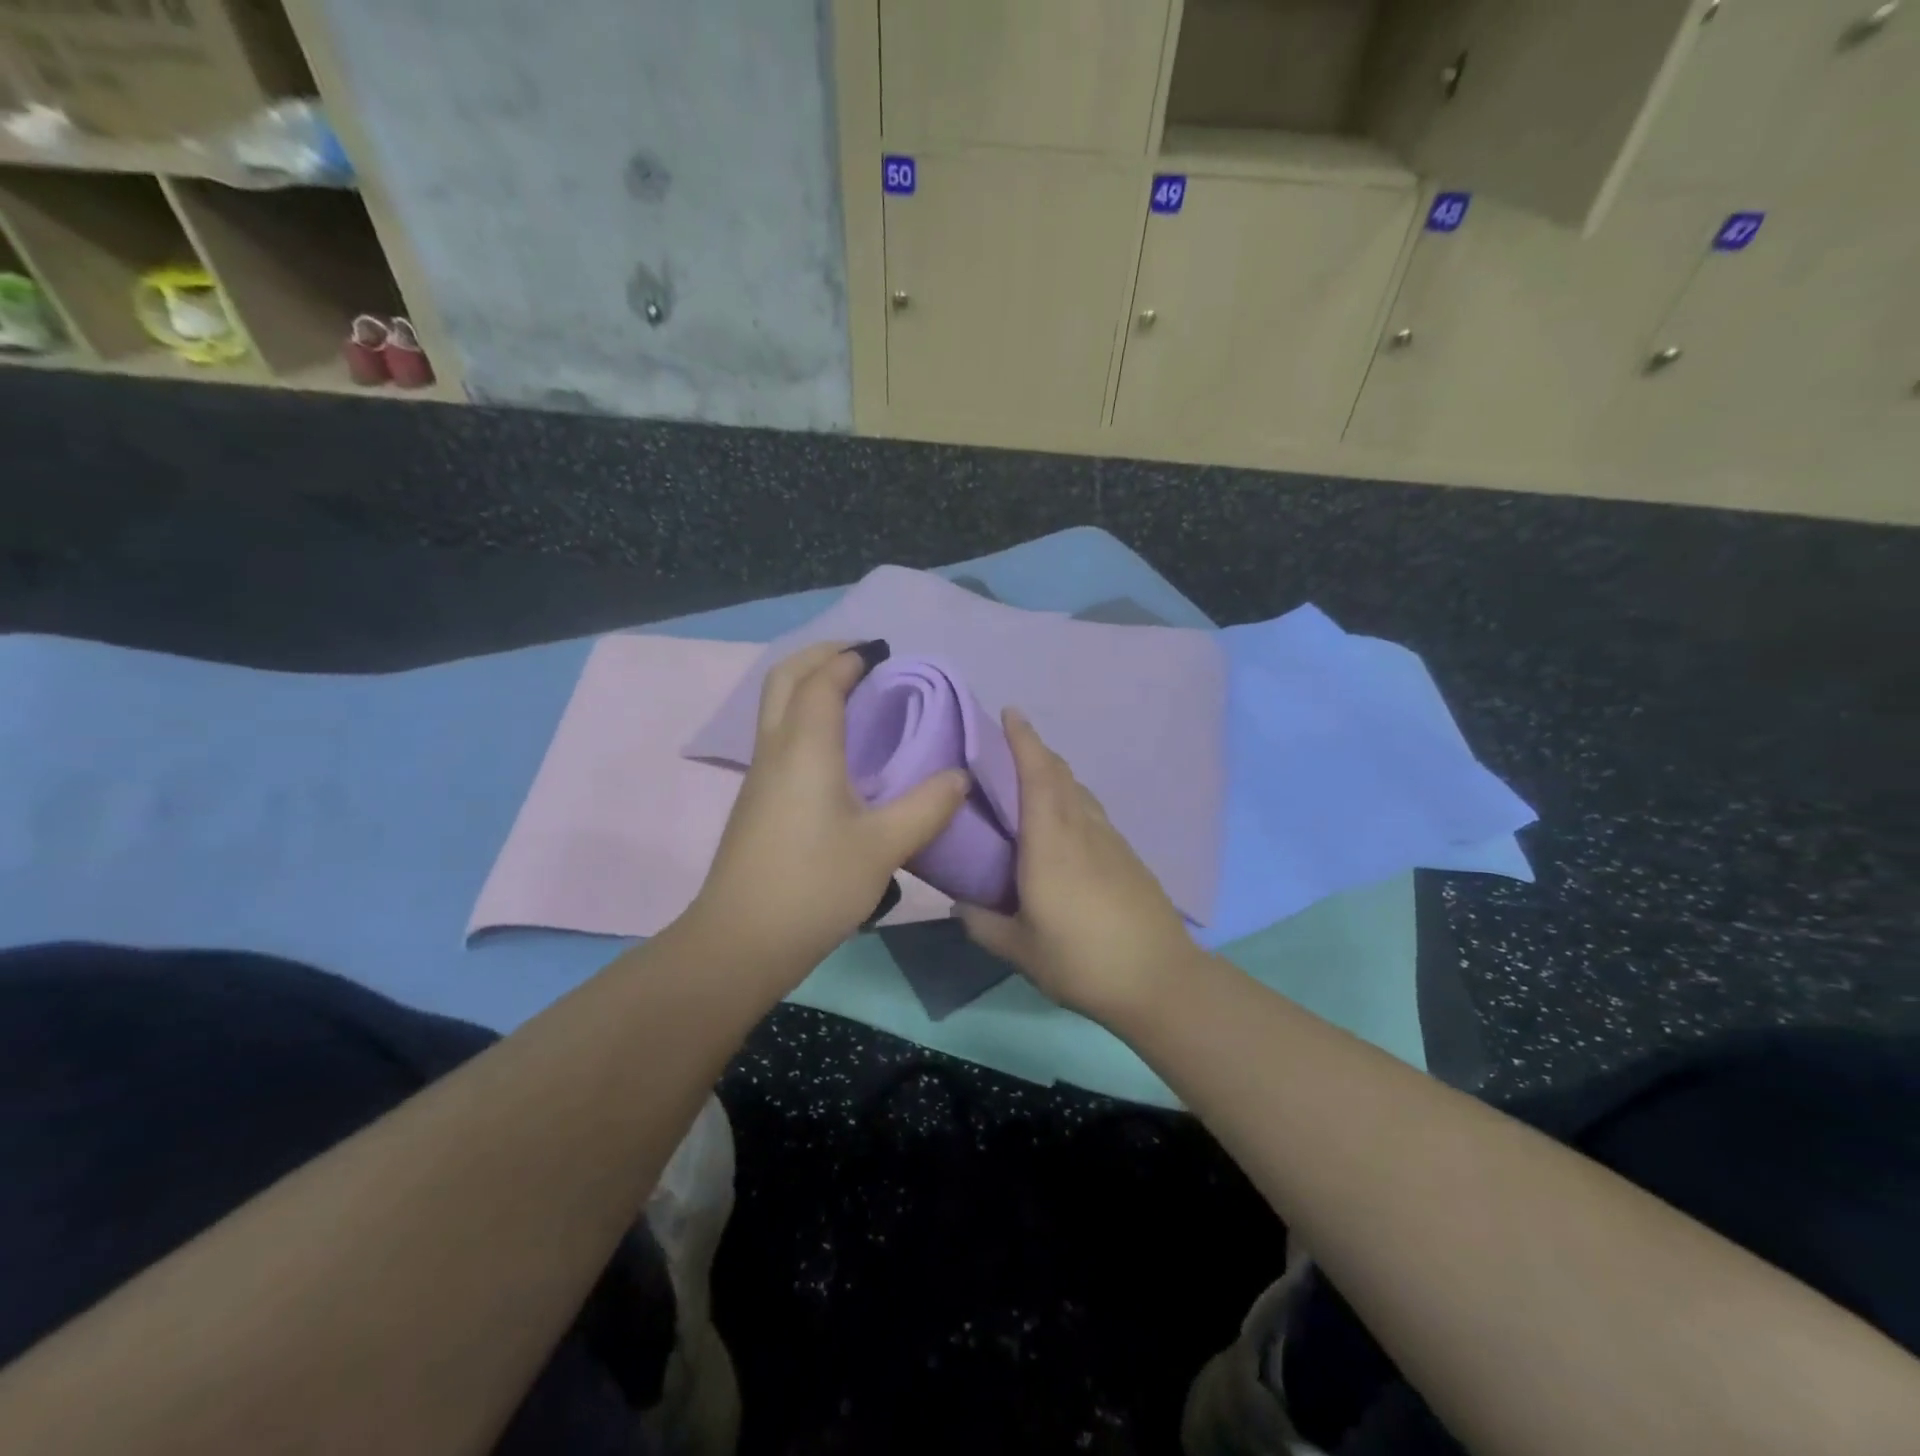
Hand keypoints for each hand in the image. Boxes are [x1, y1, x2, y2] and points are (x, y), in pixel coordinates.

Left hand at [688, 642, 968, 985]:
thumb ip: (927, 807)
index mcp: (805, 748)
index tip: (882, 652)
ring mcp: (759, 775)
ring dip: (808, 685)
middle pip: (784, 678)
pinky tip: (836, 747)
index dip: (850, 658)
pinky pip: (779, 735)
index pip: (822, 681)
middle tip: (859, 658)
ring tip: (852, 694)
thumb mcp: (884, 847)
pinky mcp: (757, 800)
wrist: (742, 941)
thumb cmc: (815, 886)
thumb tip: (960, 777)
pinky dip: (804, 716)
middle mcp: (775, 749)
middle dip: (819, 656)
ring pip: (776, 706)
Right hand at [957, 709, 1198, 1024]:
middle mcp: (1082, 830)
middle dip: (1036, 750)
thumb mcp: (1020, 949)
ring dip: (1056, 773)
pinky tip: (1065, 823)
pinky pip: (1093, 812)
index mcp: (1051, 843)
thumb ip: (983, 924)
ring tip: (1033, 777)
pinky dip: (1073, 800)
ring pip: (1080, 792)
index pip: (1036, 776)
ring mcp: (1111, 841)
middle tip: (1010, 742)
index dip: (1023, 740)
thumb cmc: (1082, 960)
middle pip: (1060, 775)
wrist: (1160, 979)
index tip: (1010, 712)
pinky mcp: (1128, 857)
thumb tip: (960, 904)